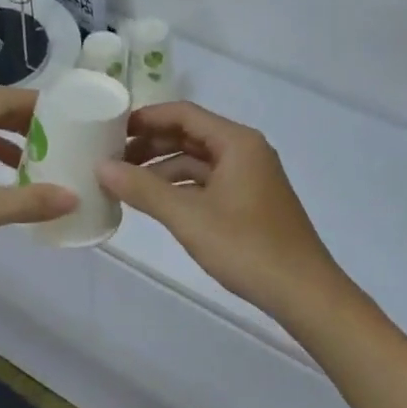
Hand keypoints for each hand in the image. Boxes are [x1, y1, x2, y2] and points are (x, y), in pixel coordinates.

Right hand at [98, 101, 349, 322]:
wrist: (305, 293)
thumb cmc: (248, 247)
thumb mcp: (189, 217)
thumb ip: (143, 189)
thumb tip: (101, 167)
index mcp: (237, 142)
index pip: (183, 114)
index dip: (146, 118)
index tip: (110, 128)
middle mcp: (245, 151)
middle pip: (190, 134)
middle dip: (151, 143)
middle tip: (110, 156)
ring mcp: (249, 177)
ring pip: (197, 161)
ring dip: (162, 167)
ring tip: (124, 180)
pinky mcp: (249, 201)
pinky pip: (207, 182)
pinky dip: (180, 187)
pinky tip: (155, 201)